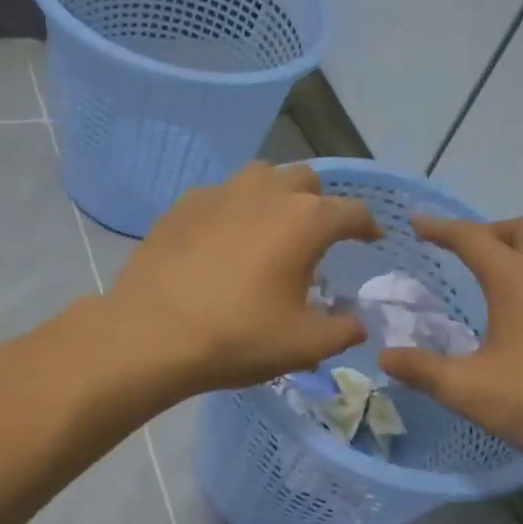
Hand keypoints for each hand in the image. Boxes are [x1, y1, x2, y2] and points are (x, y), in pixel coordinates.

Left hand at [107, 162, 378, 394]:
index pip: (352, 211)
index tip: (371, 238)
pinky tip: (224, 240)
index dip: (367, 225)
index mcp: (305, 220)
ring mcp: (220, 193)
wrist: (152, 333)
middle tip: (316, 237)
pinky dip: (234, 210)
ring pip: (261, 177)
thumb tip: (357, 324)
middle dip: (320, 203)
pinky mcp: (183, 205)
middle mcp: (266, 192)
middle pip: (306, 180)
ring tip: (271, 229)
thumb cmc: (237, 337)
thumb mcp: (303, 345)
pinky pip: (221, 195)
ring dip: (276, 196)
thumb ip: (342, 331)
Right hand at [377, 215, 522, 464]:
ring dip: (520, 249)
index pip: (473, 239)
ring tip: (497, 274)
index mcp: (517, 281)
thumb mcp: (468, 390)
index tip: (416, 223)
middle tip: (462, 250)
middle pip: (521, 229)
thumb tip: (386, 355)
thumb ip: (423, 370)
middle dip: (487, 231)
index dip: (441, 228)